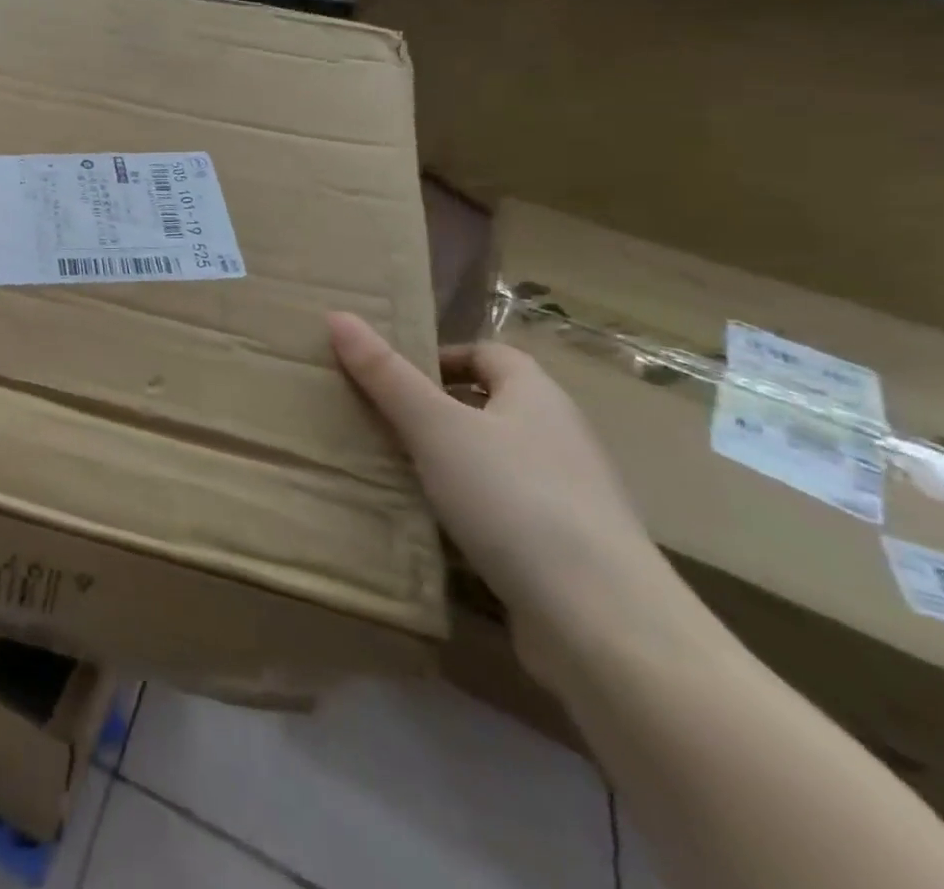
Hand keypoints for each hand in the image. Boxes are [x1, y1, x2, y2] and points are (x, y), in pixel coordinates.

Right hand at [328, 313, 677, 669]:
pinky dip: (464, 512)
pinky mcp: (561, 550)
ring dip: (444, 464)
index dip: (438, 357)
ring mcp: (565, 498)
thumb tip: (338, 316)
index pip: (487, 354)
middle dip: (431, 411)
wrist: (604, 626)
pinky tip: (430, 528)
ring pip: (490, 462)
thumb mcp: (436, 428)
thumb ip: (385, 374)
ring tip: (391, 473)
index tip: (389, 379)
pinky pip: (500, 512)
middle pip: (486, 406)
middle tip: (377, 423)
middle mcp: (558, 438)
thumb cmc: (515, 500)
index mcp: (537, 397)